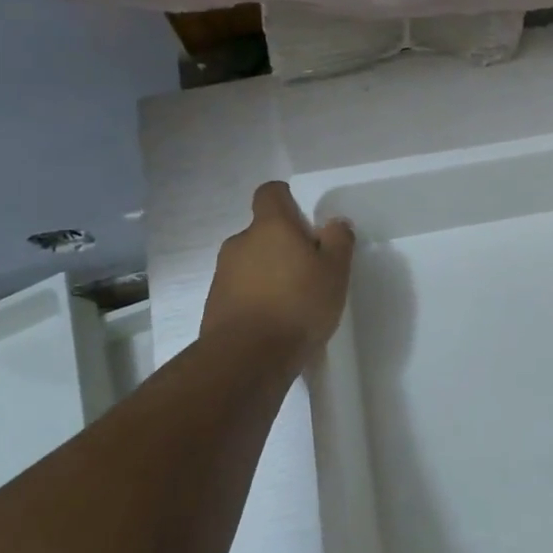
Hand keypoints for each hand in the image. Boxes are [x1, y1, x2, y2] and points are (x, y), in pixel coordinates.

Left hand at [201, 181, 353, 356]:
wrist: (246, 359)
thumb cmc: (298, 305)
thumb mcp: (335, 271)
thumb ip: (338, 240)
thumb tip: (334, 223)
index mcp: (270, 226)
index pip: (271, 193)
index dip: (287, 200)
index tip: (305, 222)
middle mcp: (240, 242)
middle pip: (263, 232)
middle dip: (283, 246)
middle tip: (309, 272)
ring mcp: (223, 274)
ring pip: (252, 263)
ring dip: (270, 275)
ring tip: (294, 304)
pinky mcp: (214, 305)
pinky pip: (241, 291)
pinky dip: (257, 300)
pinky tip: (275, 324)